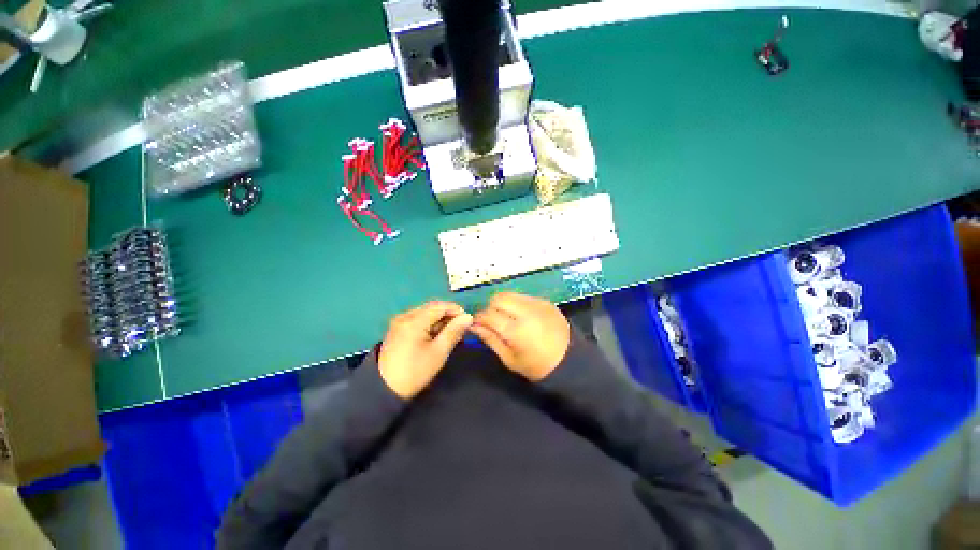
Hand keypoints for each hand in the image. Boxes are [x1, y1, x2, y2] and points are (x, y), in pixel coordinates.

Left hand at [378, 301, 472, 398]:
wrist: (385, 390)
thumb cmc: (415, 371)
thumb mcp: (439, 352)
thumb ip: (454, 331)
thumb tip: (468, 317)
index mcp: (414, 320)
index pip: (440, 306)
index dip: (456, 310)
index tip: (467, 320)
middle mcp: (405, 316)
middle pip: (432, 308)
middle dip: (448, 315)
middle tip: (461, 328)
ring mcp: (399, 322)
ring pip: (425, 314)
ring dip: (440, 320)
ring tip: (451, 334)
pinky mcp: (397, 329)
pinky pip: (418, 320)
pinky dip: (430, 324)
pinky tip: (437, 335)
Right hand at [470, 292, 570, 380]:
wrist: (570, 362)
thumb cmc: (537, 367)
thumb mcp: (510, 359)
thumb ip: (491, 339)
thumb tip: (474, 326)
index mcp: (516, 330)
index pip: (488, 314)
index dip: (479, 317)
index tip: (477, 324)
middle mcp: (526, 311)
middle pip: (498, 298)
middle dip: (491, 307)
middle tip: (492, 320)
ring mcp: (538, 304)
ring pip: (511, 294)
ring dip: (504, 303)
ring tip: (507, 317)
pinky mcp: (546, 301)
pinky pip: (524, 297)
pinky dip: (517, 304)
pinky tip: (521, 316)